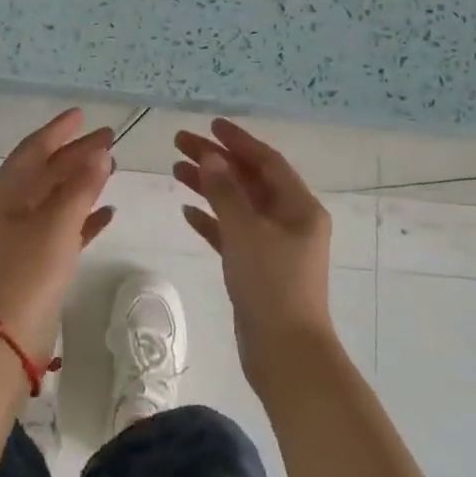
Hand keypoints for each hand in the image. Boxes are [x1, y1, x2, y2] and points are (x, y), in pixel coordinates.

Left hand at [0, 110, 115, 358]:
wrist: (7, 336)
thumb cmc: (28, 271)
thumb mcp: (57, 224)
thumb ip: (81, 186)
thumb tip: (100, 152)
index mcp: (3, 193)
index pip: (32, 150)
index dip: (58, 131)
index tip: (82, 115)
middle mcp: (7, 209)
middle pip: (45, 172)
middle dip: (75, 155)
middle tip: (109, 139)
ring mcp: (19, 235)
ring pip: (55, 199)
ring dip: (81, 183)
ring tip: (111, 167)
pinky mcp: (34, 260)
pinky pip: (62, 227)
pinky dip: (83, 217)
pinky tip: (108, 213)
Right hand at [174, 118, 334, 389]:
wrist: (285, 352)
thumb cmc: (271, 284)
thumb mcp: (246, 231)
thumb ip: (225, 191)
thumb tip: (210, 157)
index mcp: (299, 207)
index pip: (267, 161)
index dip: (238, 141)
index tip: (209, 125)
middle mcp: (290, 220)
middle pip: (250, 180)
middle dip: (216, 160)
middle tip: (179, 143)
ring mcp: (274, 245)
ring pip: (238, 205)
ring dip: (210, 186)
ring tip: (175, 170)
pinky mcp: (257, 268)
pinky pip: (232, 233)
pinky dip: (211, 220)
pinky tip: (187, 211)